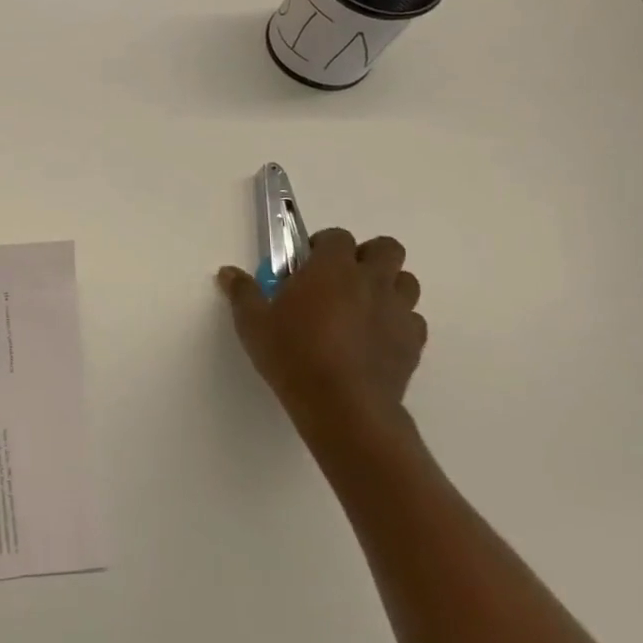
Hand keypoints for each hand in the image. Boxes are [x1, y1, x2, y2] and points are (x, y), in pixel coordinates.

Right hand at [217, 228, 426, 448]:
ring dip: (387, 286)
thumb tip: (228, 272)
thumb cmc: (293, 355)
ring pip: (406, 282)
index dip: (323, 246)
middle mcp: (371, 281)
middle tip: (341, 279)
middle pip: (386, 248)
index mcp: (332, 268)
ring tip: (361, 307)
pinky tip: (374, 339)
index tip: (306, 265)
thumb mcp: (253, 324)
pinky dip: (397, 322)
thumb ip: (243, 293)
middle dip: (367, 256)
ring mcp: (398, 311)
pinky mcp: (414, 342)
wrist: (343, 406)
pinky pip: (412, 320)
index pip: (337, 237)